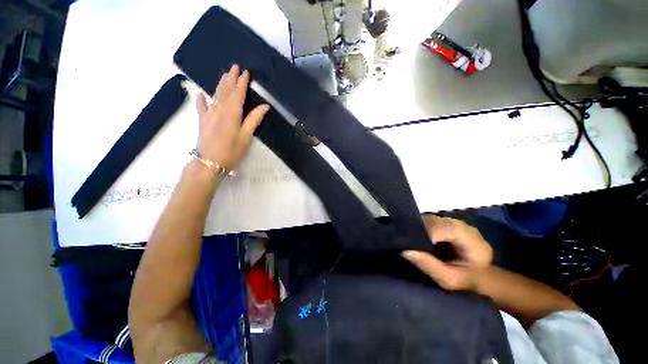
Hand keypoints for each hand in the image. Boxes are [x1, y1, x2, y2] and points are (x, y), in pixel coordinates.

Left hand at [195, 64, 269, 170]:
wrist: (209, 162)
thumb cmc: (231, 151)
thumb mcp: (246, 137)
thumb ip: (254, 120)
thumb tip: (265, 106)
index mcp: (232, 113)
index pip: (238, 93)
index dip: (242, 82)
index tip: (246, 72)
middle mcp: (219, 110)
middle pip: (225, 91)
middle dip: (231, 78)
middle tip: (234, 67)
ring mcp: (209, 114)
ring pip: (215, 95)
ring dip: (220, 84)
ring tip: (224, 75)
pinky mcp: (202, 121)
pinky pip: (201, 107)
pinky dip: (201, 99)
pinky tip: (200, 93)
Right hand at [401, 215, 492, 290]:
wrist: (484, 274)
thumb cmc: (469, 279)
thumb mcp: (451, 279)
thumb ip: (430, 266)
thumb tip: (405, 251)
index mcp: (466, 235)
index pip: (438, 228)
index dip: (421, 235)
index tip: (410, 247)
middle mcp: (458, 223)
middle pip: (430, 221)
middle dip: (416, 232)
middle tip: (406, 244)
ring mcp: (451, 221)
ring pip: (427, 220)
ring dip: (416, 230)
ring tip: (409, 242)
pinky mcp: (444, 222)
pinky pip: (427, 222)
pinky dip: (419, 229)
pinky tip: (416, 239)